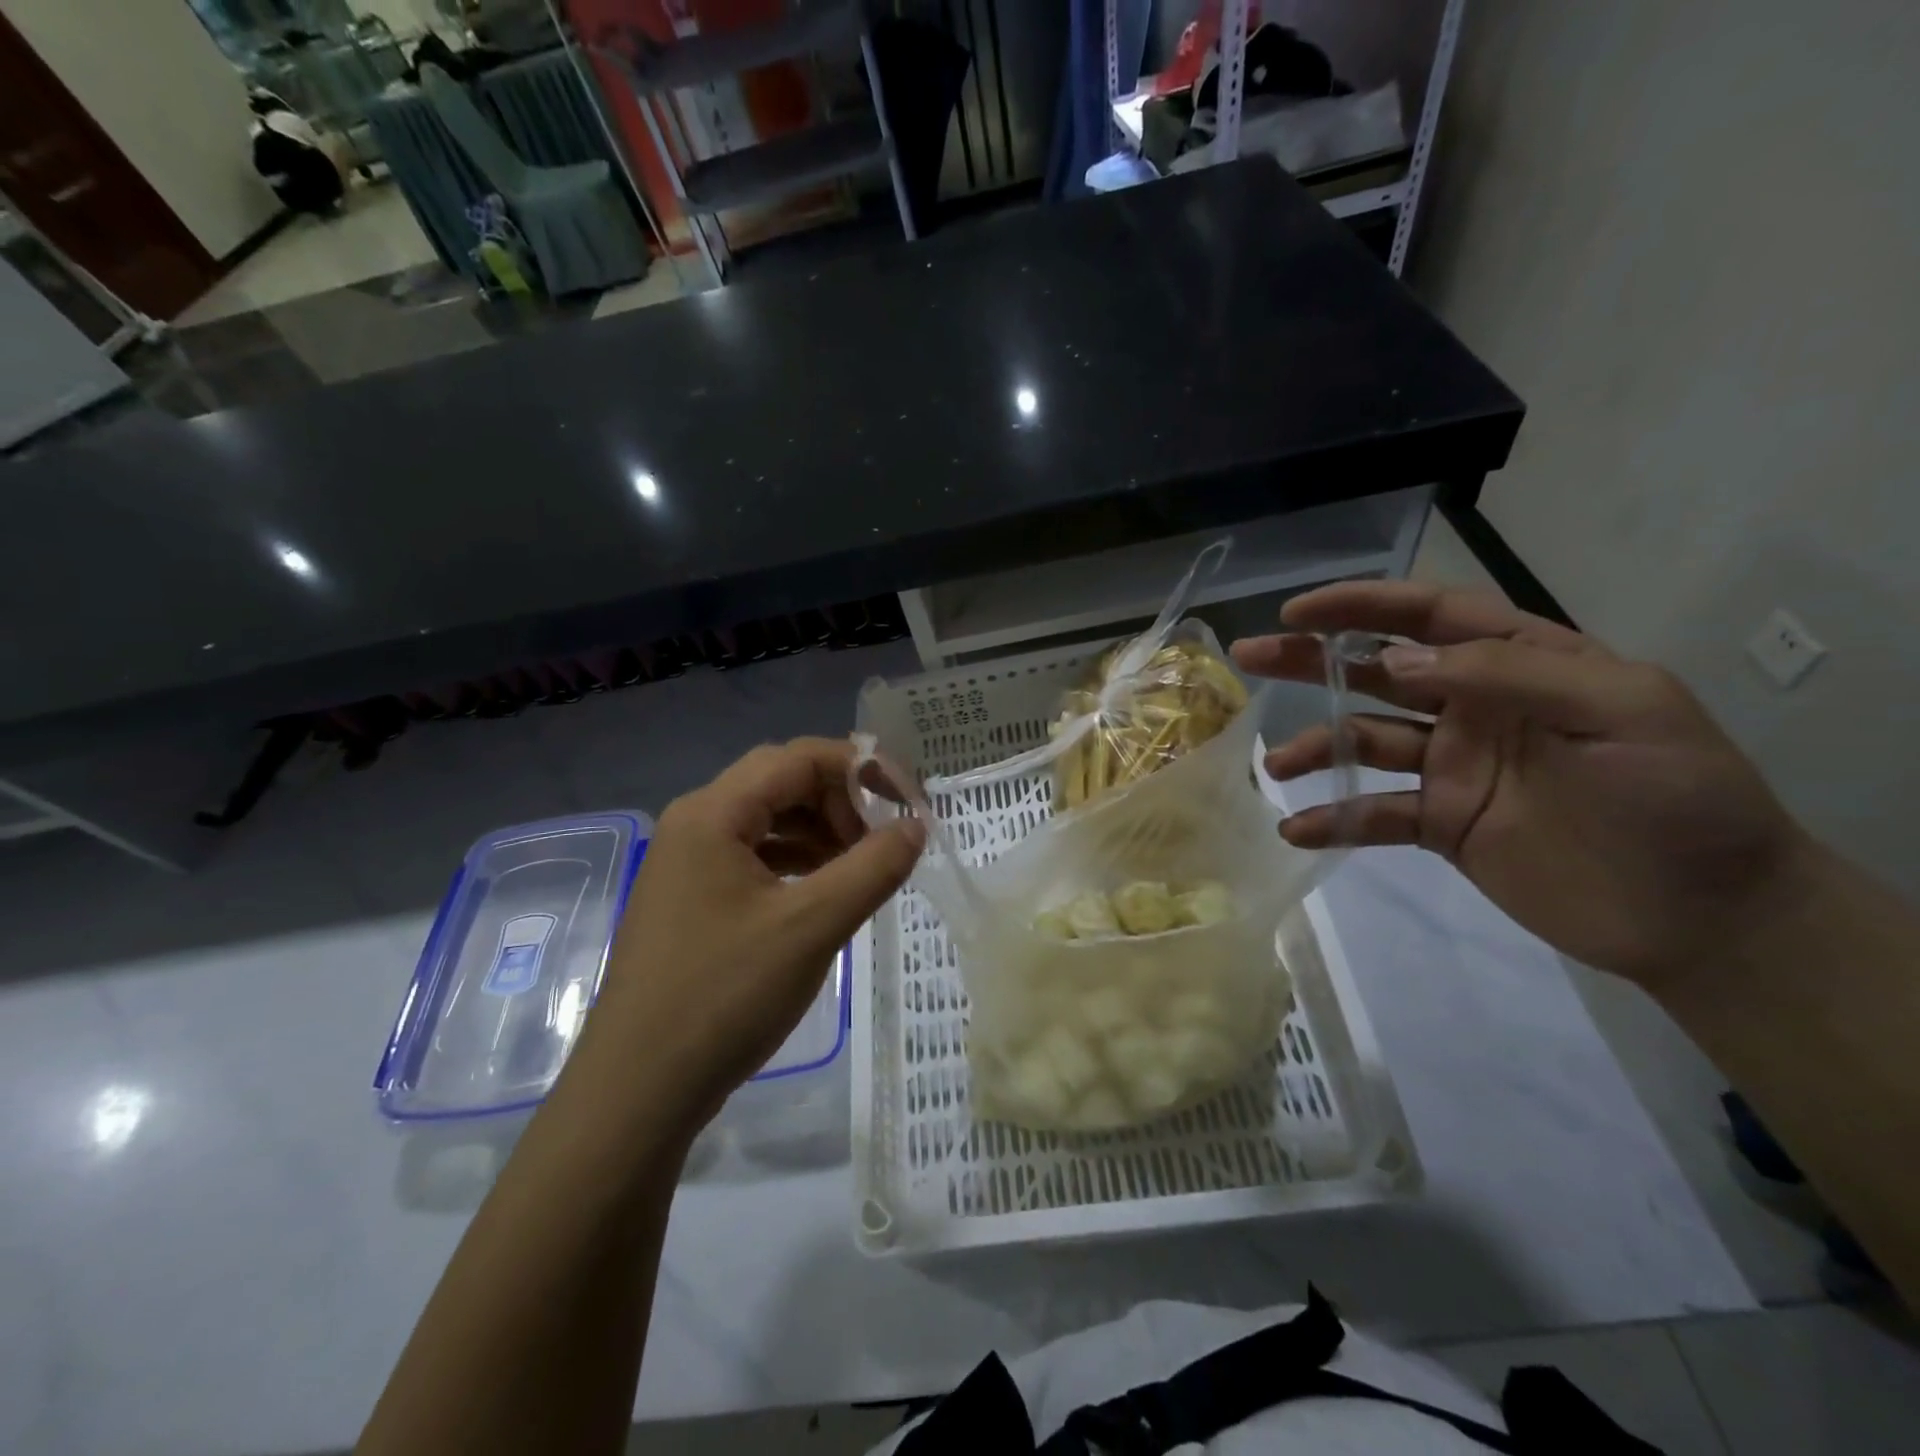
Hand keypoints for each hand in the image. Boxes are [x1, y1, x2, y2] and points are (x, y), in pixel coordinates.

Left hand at [588, 738, 923, 1133]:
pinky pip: (753, 856)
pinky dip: (797, 862)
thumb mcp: (812, 927)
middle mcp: (695, 823)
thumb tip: (917, 825)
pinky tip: (824, 892)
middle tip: (884, 840)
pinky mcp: (691, 898)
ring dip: (821, 831)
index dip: (861, 769)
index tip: (908, 802)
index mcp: (713, 813)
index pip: (799, 758)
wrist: (637, 1091)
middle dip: (841, 801)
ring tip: (862, 867)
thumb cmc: (725, 997)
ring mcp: (688, 862)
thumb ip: (873, 867)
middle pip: (782, 782)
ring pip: (768, 820)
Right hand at [1232, 582, 1815, 990]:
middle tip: (1250, 656)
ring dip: (1316, 747)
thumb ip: (1507, 673)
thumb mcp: (1620, 710)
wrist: (1706, 918)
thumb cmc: (1677, 799)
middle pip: (1377, 672)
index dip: (1361, 606)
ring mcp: (1453, 767)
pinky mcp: (1441, 824)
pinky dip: (1334, 820)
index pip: (1430, 617)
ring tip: (1276, 764)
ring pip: (1365, 742)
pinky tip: (1297, 829)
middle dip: (1312, 661)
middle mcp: (1474, 708)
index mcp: (1521, 664)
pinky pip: (1374, 814)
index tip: (1298, 611)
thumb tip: (1395, 661)